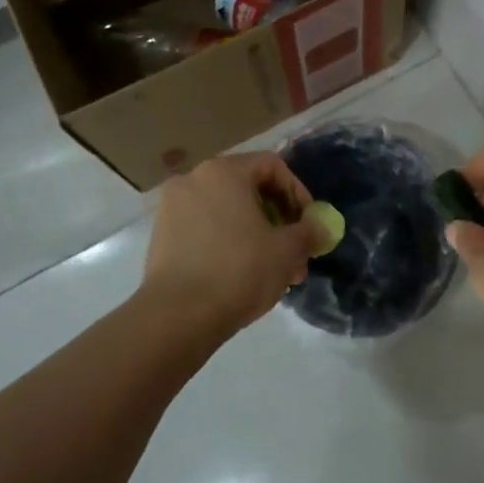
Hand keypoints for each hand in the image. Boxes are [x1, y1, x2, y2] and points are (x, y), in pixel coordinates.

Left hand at [140, 153, 320, 336]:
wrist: (177, 316)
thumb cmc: (239, 271)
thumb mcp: (287, 250)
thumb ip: (310, 232)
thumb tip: (321, 227)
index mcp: (223, 171)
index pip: (271, 166)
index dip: (297, 192)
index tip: (308, 224)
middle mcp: (193, 179)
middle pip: (248, 189)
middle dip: (278, 220)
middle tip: (296, 252)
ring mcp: (172, 208)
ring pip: (227, 212)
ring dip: (256, 235)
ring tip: (275, 272)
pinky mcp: (162, 236)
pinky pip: (205, 229)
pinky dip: (228, 243)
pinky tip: (243, 276)